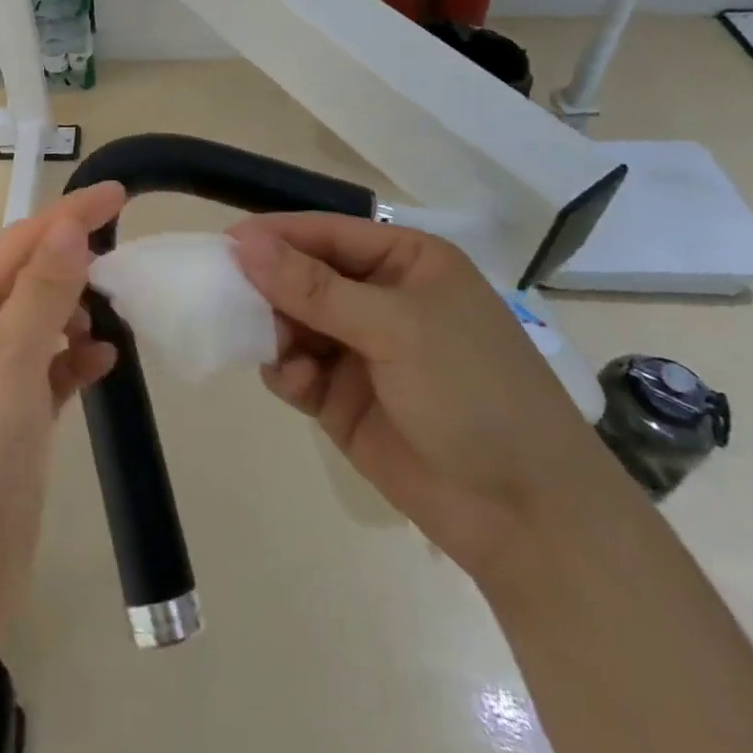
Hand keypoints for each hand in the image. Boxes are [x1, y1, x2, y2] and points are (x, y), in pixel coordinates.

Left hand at [0, 182, 125, 644]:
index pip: (19, 241)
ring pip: (41, 325)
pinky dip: (75, 359)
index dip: (70, 215)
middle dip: (73, 265)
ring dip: (76, 312)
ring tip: (117, 310)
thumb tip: (69, 226)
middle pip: (28, 279)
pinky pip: (48, 371)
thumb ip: (43, 288)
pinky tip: (104, 359)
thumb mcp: (7, 356)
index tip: (120, 194)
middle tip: (125, 259)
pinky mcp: (9, 422)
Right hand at [230, 215, 623, 581]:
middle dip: (270, 288)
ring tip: (276, 349)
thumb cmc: (474, 394)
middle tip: (231, 300)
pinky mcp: (341, 396)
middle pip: (301, 275)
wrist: (528, 519)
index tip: (223, 244)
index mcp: (405, 261)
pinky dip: (286, 371)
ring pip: (290, 320)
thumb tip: (242, 242)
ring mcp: (359, 348)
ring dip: (275, 331)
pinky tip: (297, 385)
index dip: (275, 236)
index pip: (325, 233)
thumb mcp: (396, 328)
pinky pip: (294, 367)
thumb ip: (314, 287)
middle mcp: (378, 297)